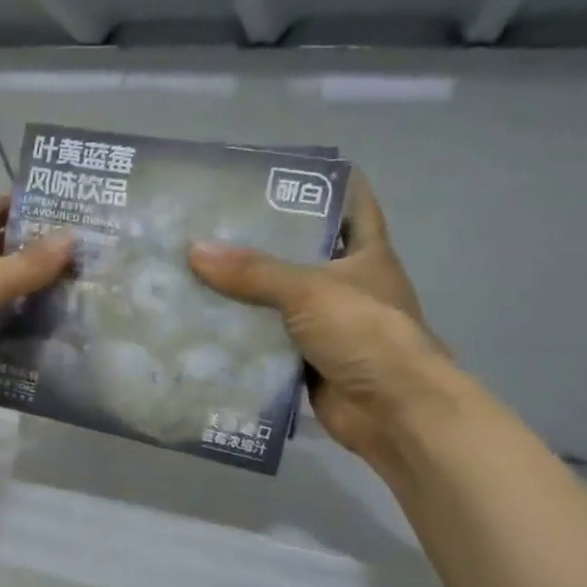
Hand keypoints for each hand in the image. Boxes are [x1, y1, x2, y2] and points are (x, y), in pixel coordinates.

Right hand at [188, 171, 457, 462]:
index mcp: (365, 253)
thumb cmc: (365, 334)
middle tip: (210, 225)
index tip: (272, 174)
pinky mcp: (307, 360)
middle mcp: (347, 284)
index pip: (350, 202)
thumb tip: (194, 250)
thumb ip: (253, 272)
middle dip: (260, 241)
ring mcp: (327, 325)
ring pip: (278, 300)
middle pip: (301, 253)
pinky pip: (267, 341)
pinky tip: (202, 324)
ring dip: (243, 293)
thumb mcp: (309, 291)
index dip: (319, 183)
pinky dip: (240, 336)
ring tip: (193, 271)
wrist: (393, 411)